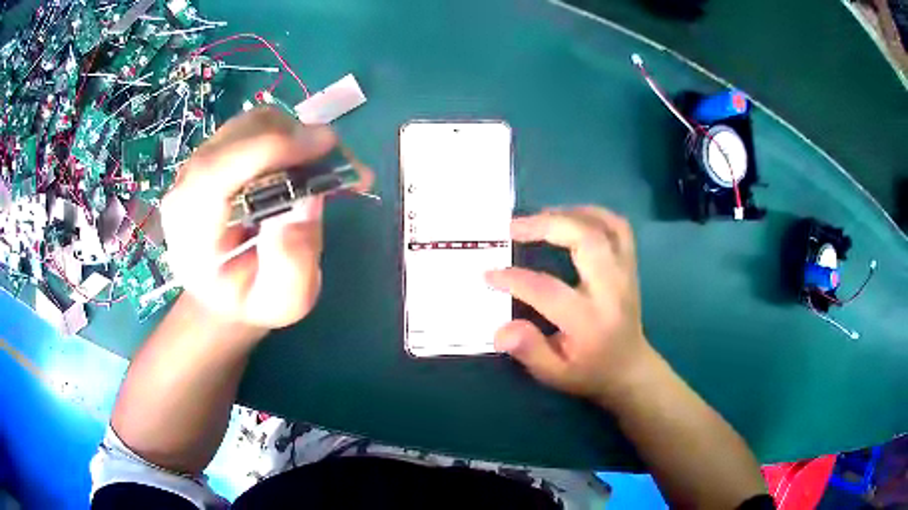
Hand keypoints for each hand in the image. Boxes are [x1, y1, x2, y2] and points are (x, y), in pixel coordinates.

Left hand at [161, 108, 370, 330]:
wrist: (225, 292)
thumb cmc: (252, 300)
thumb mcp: (282, 302)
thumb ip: (293, 265)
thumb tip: (306, 203)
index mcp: (189, 230)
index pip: (216, 172)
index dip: (269, 148)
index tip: (325, 146)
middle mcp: (186, 187)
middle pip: (239, 136)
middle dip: (295, 138)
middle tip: (342, 164)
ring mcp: (198, 164)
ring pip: (252, 124)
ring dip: (297, 134)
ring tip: (328, 166)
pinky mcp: (216, 153)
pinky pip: (256, 127)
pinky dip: (290, 133)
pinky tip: (308, 160)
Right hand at [485, 207, 654, 403]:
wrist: (629, 368)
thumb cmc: (589, 372)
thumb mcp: (555, 374)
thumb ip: (529, 351)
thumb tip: (500, 330)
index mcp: (590, 320)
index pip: (549, 290)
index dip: (514, 278)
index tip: (488, 273)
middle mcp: (612, 289)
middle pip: (586, 239)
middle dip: (546, 225)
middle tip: (513, 227)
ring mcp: (625, 273)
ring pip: (605, 226)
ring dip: (569, 213)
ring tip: (539, 217)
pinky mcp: (629, 265)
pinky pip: (617, 227)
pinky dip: (593, 214)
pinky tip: (570, 217)